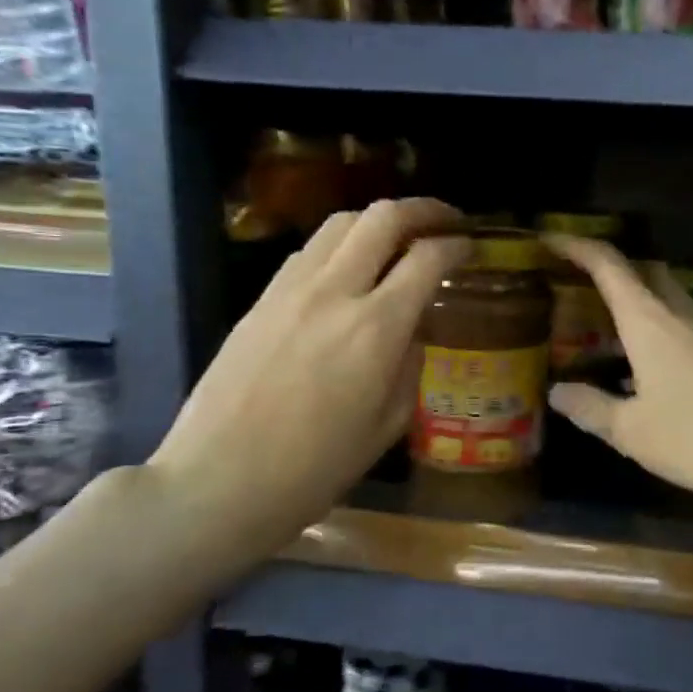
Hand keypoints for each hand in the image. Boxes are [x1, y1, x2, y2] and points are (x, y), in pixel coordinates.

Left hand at [149, 198, 466, 568]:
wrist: (220, 482)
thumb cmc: (317, 467)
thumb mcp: (388, 423)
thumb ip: (411, 365)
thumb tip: (414, 330)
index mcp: (376, 328)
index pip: (427, 258)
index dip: (457, 246)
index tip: (472, 248)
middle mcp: (335, 292)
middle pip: (383, 218)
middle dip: (423, 210)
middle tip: (446, 221)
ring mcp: (290, 290)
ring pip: (340, 223)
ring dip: (378, 221)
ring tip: (399, 239)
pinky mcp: (260, 300)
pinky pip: (308, 251)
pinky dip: (341, 244)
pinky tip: (349, 269)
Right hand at [543, 236, 692, 514]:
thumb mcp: (629, 429)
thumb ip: (590, 406)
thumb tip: (557, 392)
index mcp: (649, 321)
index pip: (609, 265)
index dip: (576, 247)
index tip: (548, 241)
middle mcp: (680, 313)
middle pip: (643, 270)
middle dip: (609, 268)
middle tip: (577, 285)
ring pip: (666, 295)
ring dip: (635, 298)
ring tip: (604, 324)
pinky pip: (681, 321)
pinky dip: (655, 324)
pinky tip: (642, 362)